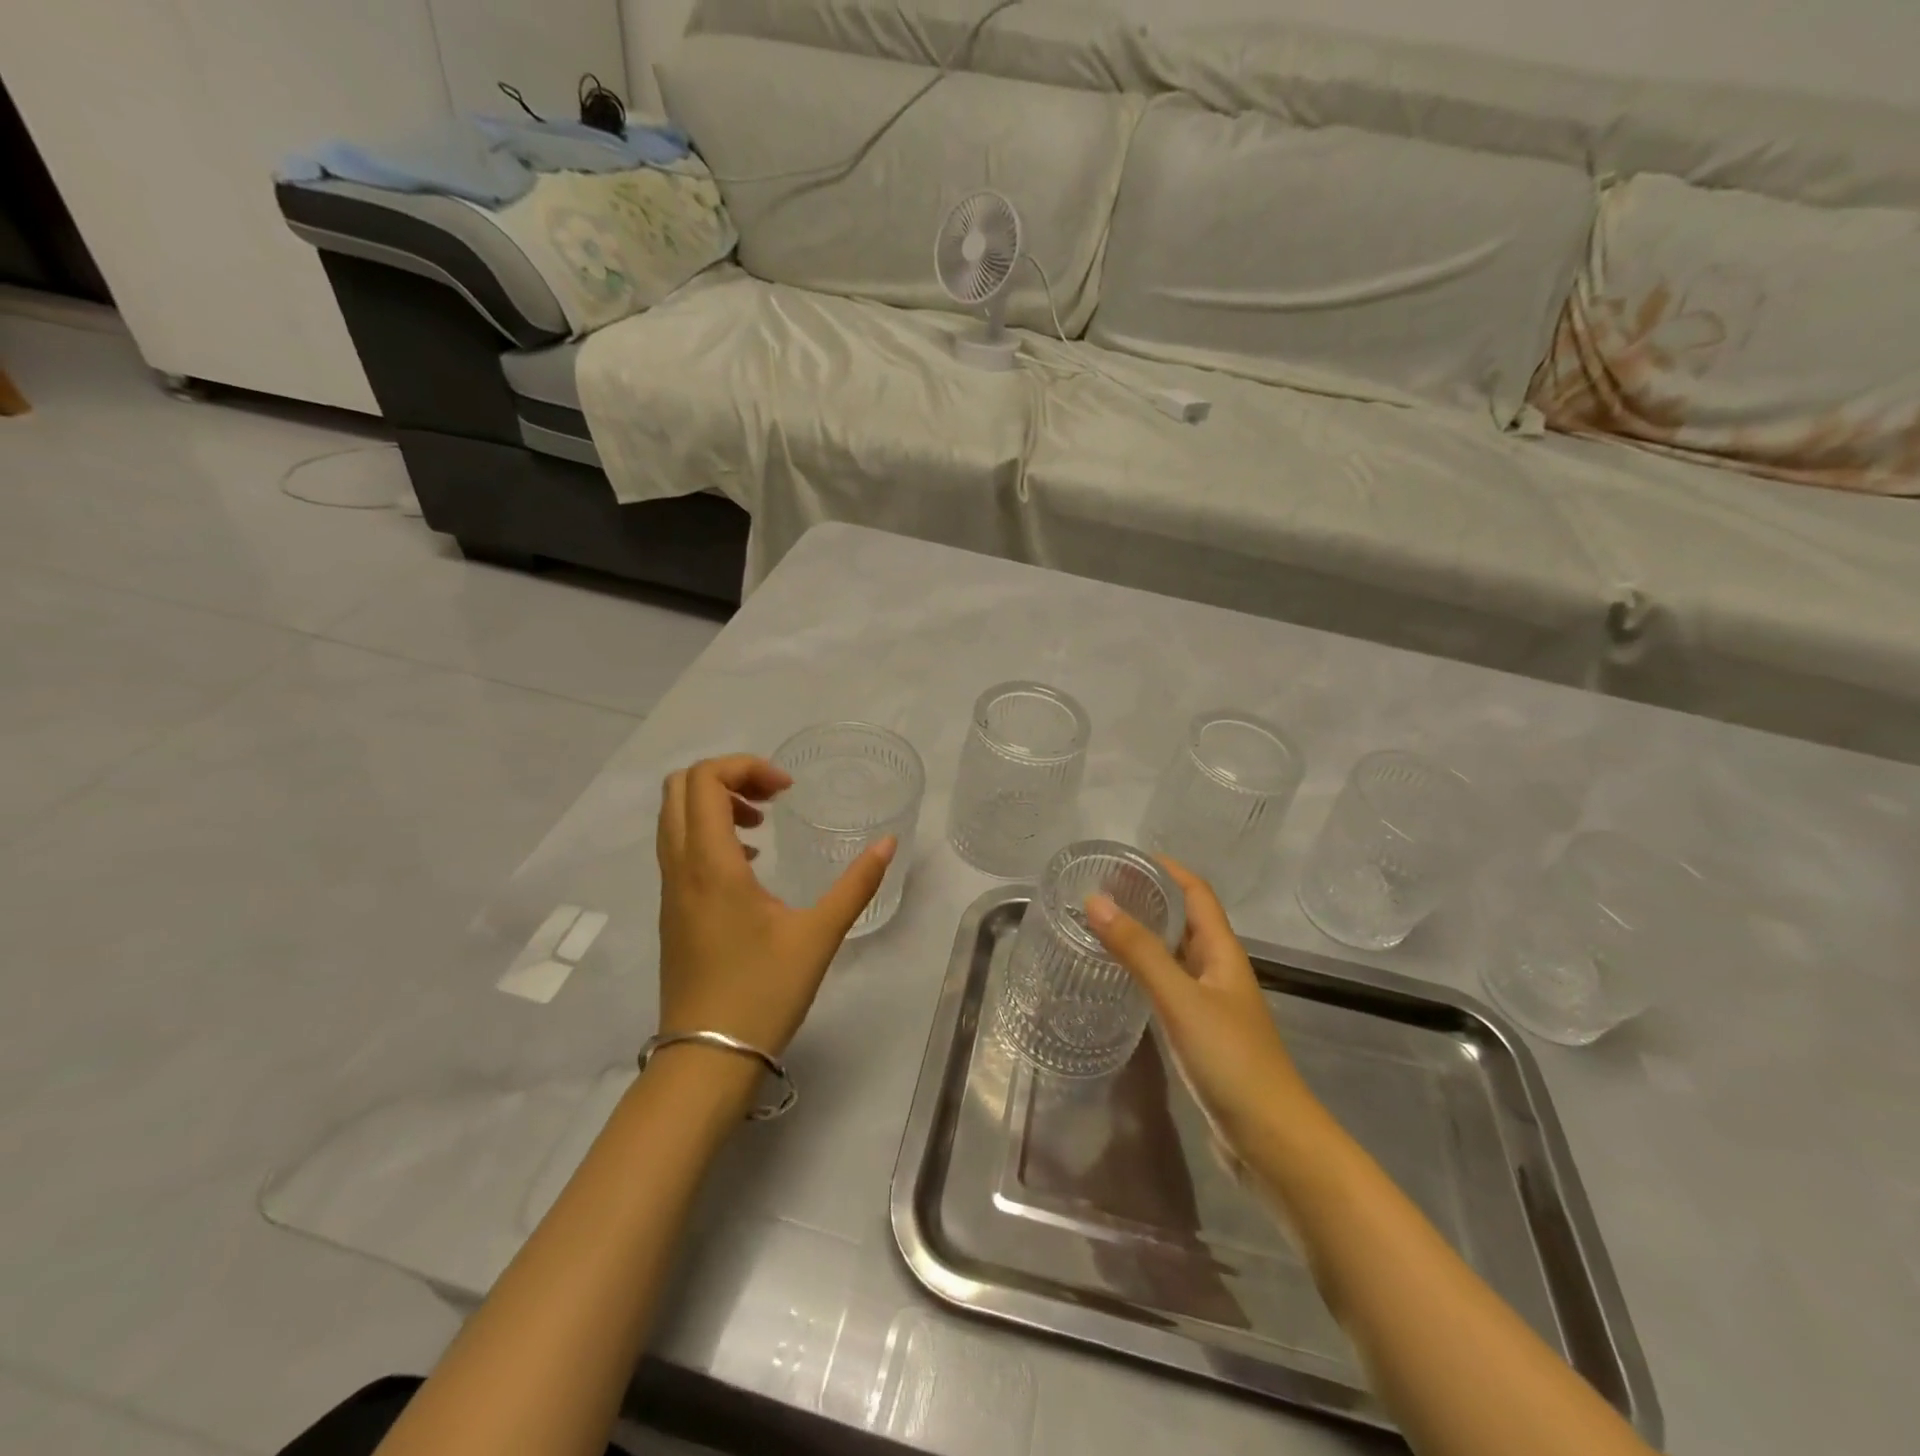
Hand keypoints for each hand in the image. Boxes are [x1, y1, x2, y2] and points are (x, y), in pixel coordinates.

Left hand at [656, 754, 894, 1056]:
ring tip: (762, 824)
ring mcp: (670, 890)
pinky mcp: (671, 911)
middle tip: (772, 797)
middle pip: (680, 788)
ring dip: (715, 804)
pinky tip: (749, 862)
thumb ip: (857, 884)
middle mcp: (680, 867)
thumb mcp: (819, 935)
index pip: (704, 780)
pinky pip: (678, 847)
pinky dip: (707, 832)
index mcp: (711, 864)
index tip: (787, 791)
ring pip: (674, 817)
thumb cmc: (763, 993)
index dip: (745, 768)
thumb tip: (888, 842)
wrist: (706, 1059)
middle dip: (727, 777)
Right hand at [1086, 858, 1317, 1147]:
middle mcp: (1219, 971)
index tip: (1126, 858)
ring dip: (1146, 935)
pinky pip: (1170, 988)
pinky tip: (1120, 980)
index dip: (1168, 869)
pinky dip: (1146, 973)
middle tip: (1101, 891)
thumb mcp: (1181, 999)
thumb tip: (1095, 900)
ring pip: (1176, 955)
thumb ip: (1139, 951)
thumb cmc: (1232, 1060)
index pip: (1197, 893)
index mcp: (1223, 952)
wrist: (1272, 1141)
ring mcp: (1212, 1005)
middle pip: (1186, 920)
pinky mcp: (1202, 1035)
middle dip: (1150, 899)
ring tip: (1102, 926)